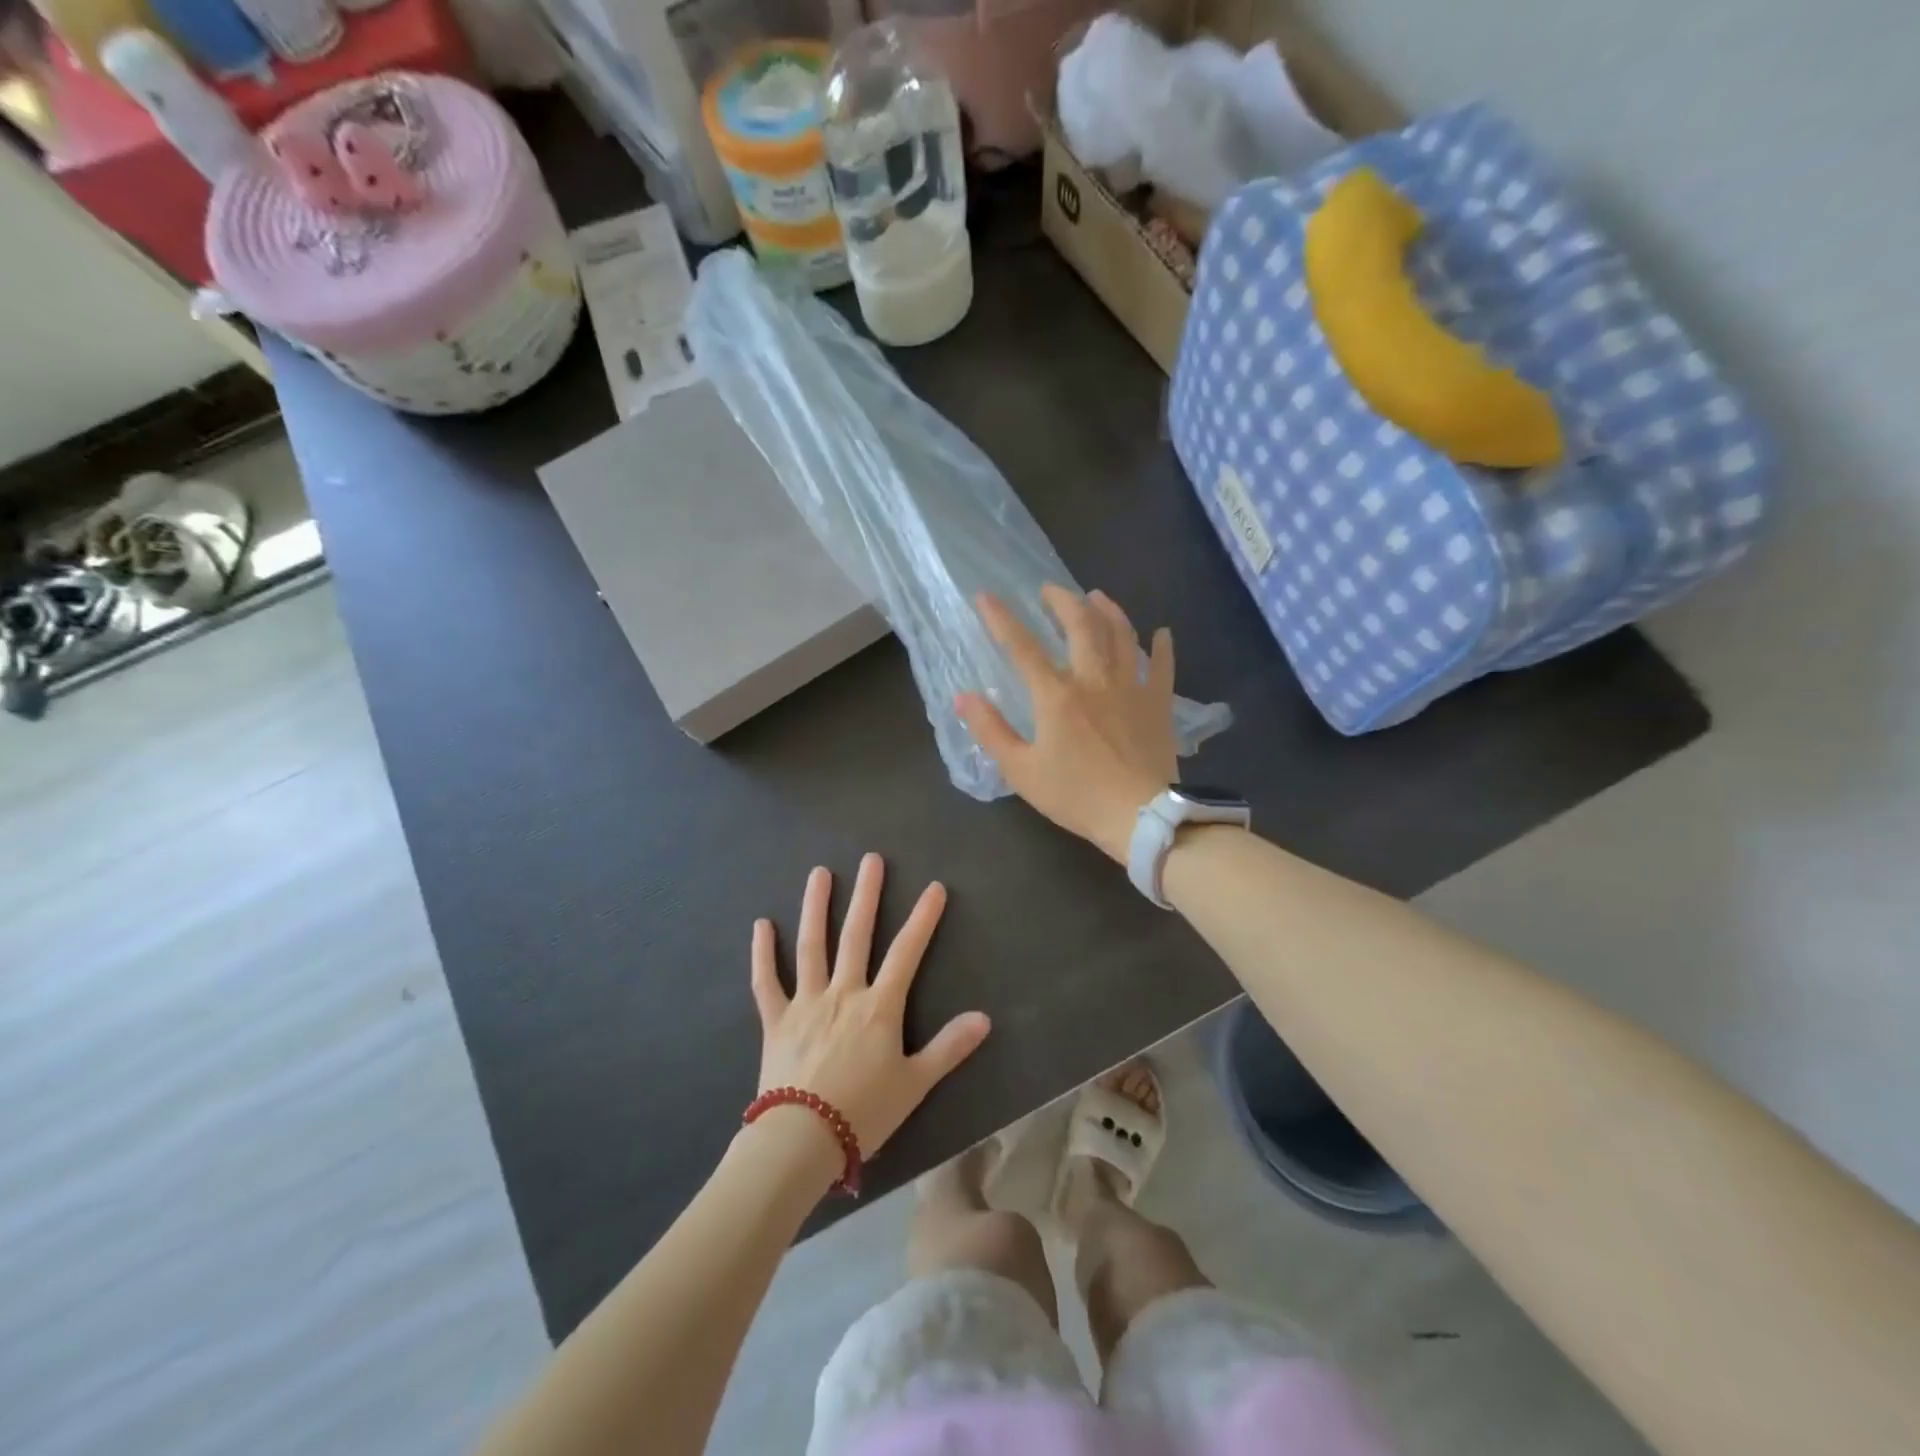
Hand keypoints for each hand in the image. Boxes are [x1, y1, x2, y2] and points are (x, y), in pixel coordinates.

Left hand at [751, 854, 990, 1160]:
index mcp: (879, 1007)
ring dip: (816, 907)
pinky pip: (767, 981)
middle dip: (867, 895)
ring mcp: (806, 1003)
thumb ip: (949, 1048)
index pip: (907, 952)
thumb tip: (984, 1018)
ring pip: (811, 946)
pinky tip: (762, 924)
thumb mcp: (915, 1084)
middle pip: (856, 935)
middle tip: (871, 859)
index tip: (934, 888)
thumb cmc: (863, 1113)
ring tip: (819, 873)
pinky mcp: (776, 1020)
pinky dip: (763, 953)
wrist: (802, 1141)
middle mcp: (843, 993)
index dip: (923, 919)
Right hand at [955, 585, 1177, 862]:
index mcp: (1056, 695)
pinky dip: (1161, 647)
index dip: (1001, 619)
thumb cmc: (1076, 795)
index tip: (986, 597)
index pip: (1022, 647)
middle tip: (1049, 589)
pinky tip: (1161, 633)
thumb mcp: (1021, 770)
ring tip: (1097, 596)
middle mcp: (1094, 679)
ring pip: (1121, 635)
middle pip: (1080, 626)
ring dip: (1108, 610)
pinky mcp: (1158, 703)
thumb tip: (963, 698)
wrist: (1139, 815)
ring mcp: (1131, 687)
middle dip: (1062, 601)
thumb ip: (990, 731)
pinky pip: (1162, 666)